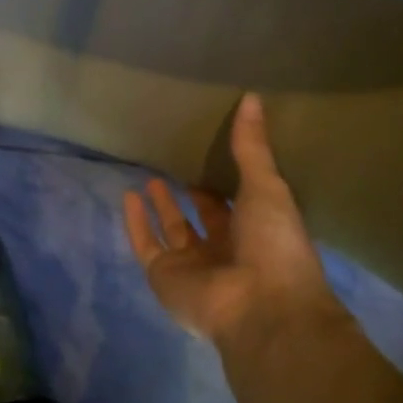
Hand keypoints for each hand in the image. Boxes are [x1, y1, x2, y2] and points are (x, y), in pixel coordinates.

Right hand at [122, 93, 344, 350]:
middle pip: (203, 218)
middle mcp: (224, 249)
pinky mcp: (165, 276)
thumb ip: (252, 147)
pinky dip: (136, 223)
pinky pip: (146, 245)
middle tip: (177, 164)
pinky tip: (128, 195)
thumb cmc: (273, 244)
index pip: (236, 203)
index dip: (223, 182)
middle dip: (191, 195)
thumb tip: (253, 96)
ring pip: (172, 231)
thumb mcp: (266, 186)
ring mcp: (193, 265)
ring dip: (162, 207)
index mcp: (255, 231)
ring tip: (150, 177)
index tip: (211, 154)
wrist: (260, 306)